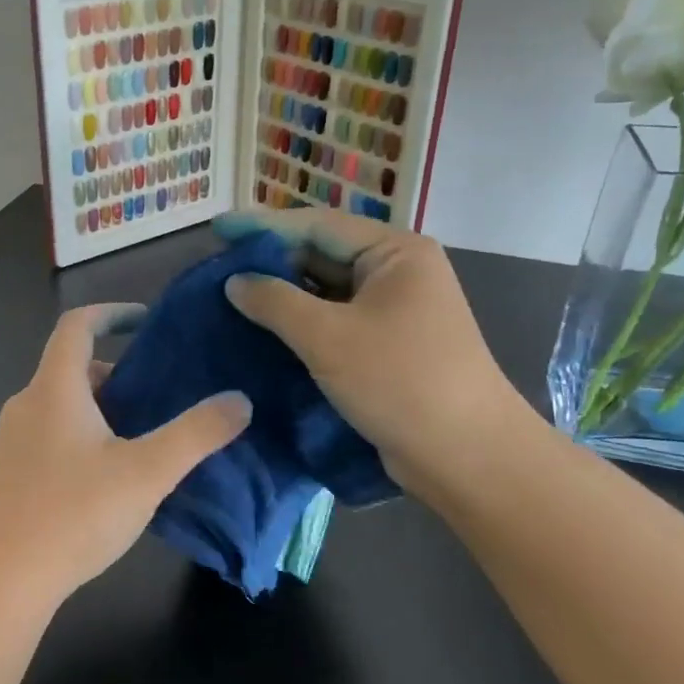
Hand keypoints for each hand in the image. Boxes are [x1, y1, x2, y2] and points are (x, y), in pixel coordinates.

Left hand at [0, 304, 251, 607]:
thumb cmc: (72, 515)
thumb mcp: (146, 473)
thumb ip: (196, 434)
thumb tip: (239, 400)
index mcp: (54, 389)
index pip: (76, 325)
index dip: (111, 313)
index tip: (145, 321)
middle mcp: (27, 404)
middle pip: (72, 368)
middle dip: (118, 373)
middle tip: (159, 394)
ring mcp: (12, 441)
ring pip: (63, 405)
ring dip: (102, 408)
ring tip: (144, 438)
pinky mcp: (9, 474)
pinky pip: (52, 435)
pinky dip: (84, 435)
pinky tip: (109, 478)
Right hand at [216, 208, 531, 496]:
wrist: (467, 457)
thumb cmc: (400, 382)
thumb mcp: (328, 337)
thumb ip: (275, 302)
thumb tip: (234, 281)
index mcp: (395, 252)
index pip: (317, 225)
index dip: (262, 226)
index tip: (216, 228)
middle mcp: (396, 272)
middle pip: (321, 254)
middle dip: (270, 261)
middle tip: (216, 266)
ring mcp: (393, 309)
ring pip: (324, 291)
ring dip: (281, 294)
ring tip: (229, 295)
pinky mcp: (385, 343)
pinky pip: (333, 320)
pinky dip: (299, 322)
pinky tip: (261, 328)